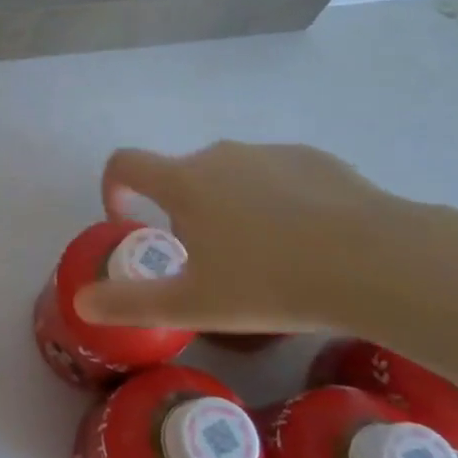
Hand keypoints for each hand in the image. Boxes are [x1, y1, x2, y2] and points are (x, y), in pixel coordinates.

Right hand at [73, 141, 423, 333]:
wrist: (377, 262)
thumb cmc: (272, 284)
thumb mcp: (194, 305)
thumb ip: (130, 302)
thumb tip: (80, 302)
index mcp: (183, 183)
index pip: (125, 164)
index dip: (115, 188)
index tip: (130, 222)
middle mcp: (219, 155)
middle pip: (182, 177)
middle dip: (184, 213)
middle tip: (212, 265)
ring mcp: (268, 152)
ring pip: (231, 176)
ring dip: (231, 206)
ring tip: (268, 258)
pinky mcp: (313, 158)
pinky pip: (277, 176)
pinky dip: (277, 200)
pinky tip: (310, 240)